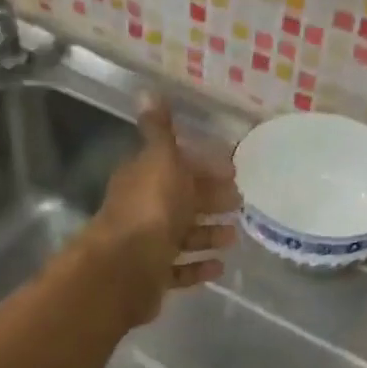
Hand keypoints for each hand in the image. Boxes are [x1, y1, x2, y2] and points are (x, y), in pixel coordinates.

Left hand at [77, 99, 239, 325]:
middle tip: (240, 202)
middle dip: (209, 199)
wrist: (126, 268)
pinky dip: (198, 266)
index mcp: (143, 178)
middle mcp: (142, 209)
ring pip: (181, 236)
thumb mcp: (160, 160)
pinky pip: (179, 269)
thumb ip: (159, 131)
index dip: (201, 165)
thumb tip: (147, 91)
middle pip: (180, 201)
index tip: (231, 169)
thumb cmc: (151, 209)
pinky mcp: (152, 276)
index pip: (174, 165)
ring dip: (207, 234)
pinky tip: (220, 266)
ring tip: (234, 236)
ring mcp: (145, 245)